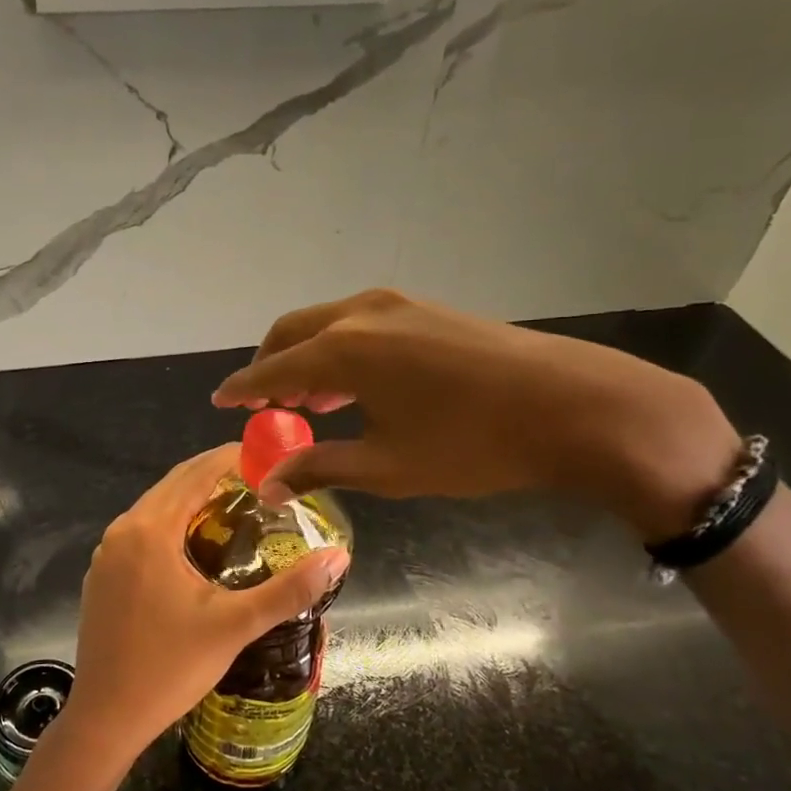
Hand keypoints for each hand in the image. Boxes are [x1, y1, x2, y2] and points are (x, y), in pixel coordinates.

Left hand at [58, 444, 349, 767]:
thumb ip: (289, 589)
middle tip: (262, 481)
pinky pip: (142, 531)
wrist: (106, 717)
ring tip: (238, 507)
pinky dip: (171, 522)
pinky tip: (197, 544)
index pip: (195, 473)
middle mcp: (122, 530)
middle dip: (215, 475)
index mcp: (150, 530)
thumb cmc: (170, 668)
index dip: (232, 458)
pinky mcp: (102, 574)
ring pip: (156, 507)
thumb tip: (339, 556)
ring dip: (193, 499)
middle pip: (173, 484)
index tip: (268, 455)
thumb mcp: (235, 626)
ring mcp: (106, 552)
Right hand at [211, 289, 739, 540]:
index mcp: (342, 349)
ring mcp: (396, 304)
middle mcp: (359, 313)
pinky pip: (358, 322)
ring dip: (305, 356)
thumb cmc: (470, 443)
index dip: (241, 389)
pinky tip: (353, 382)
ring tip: (306, 398)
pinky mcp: (424, 307)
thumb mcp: (386, 465)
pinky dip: (339, 348)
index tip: (219, 401)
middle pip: (292, 332)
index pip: (271, 369)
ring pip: (326, 323)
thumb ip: (319, 468)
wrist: (571, 406)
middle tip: (262, 404)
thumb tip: (268, 486)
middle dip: (269, 366)